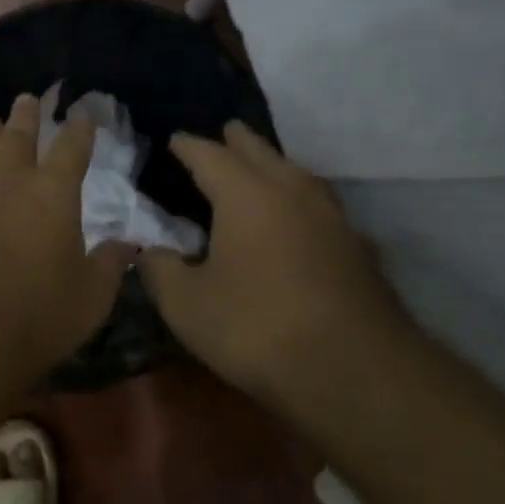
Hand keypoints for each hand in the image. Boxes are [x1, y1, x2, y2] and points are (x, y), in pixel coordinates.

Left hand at [0, 93, 130, 372]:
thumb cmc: (38, 315)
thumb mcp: (91, 297)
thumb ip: (109, 264)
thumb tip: (127, 244)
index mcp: (52, 194)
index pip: (71, 149)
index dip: (79, 129)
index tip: (82, 115)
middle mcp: (6, 181)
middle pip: (17, 137)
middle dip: (26, 116)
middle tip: (28, 100)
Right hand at [138, 122, 414, 417]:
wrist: (354, 371)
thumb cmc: (257, 328)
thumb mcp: (186, 304)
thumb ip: (159, 269)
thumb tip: (148, 249)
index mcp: (246, 194)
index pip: (210, 155)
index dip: (188, 146)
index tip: (174, 139)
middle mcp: (292, 191)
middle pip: (261, 152)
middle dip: (237, 141)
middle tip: (224, 132)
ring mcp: (331, 217)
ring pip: (296, 174)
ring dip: (273, 165)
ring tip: (259, 168)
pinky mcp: (356, 246)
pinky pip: (317, 205)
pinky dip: (297, 200)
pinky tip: (294, 219)